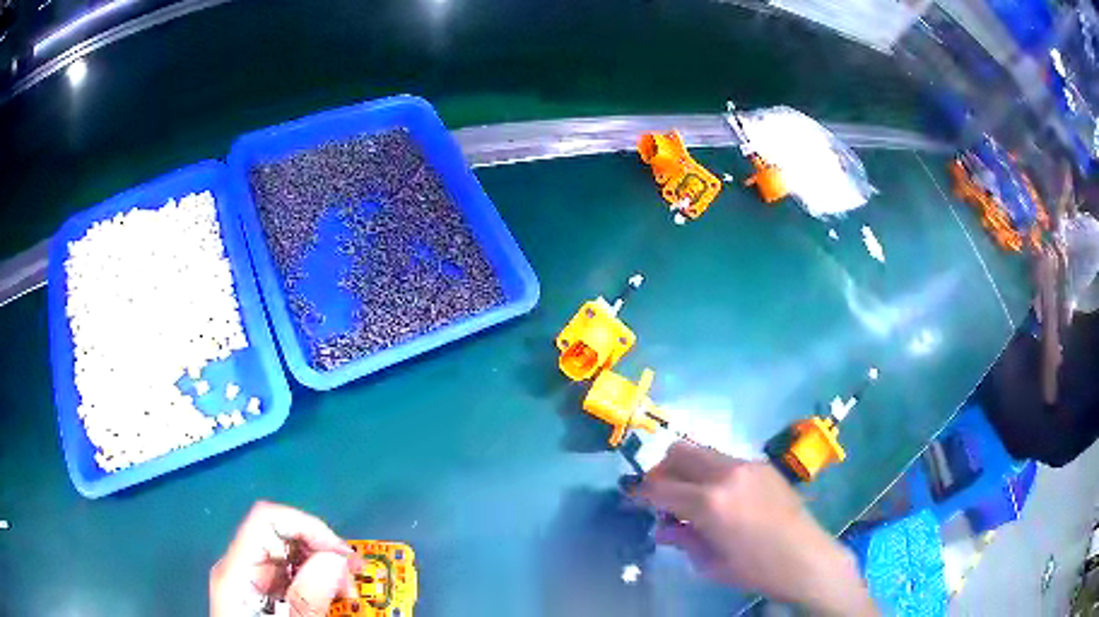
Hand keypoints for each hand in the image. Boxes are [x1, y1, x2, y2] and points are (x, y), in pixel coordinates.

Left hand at [210, 501, 360, 616]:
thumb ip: (305, 600)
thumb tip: (334, 559)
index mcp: (235, 571)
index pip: (266, 519)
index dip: (307, 526)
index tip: (343, 557)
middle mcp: (238, 566)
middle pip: (279, 534)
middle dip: (320, 549)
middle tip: (351, 582)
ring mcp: (247, 579)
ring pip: (286, 553)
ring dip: (321, 566)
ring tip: (345, 593)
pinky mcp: (258, 592)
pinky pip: (286, 574)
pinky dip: (312, 580)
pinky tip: (328, 597)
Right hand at [636, 443, 876, 616]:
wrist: (805, 557)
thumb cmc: (754, 568)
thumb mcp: (709, 562)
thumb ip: (681, 538)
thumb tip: (661, 527)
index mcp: (708, 502)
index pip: (660, 488)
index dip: (640, 493)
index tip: (632, 498)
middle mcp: (725, 473)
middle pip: (679, 452)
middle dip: (662, 471)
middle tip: (661, 495)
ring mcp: (747, 464)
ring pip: (702, 451)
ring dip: (687, 469)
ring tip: (691, 498)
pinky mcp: (762, 465)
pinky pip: (725, 459)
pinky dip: (711, 471)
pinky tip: (721, 497)